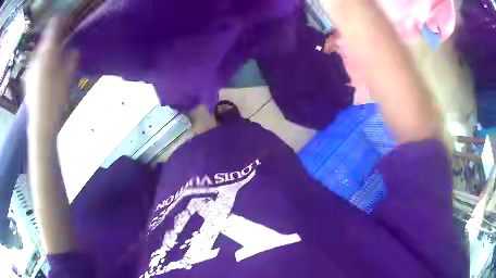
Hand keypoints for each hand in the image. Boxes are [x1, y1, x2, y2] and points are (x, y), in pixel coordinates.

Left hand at [25, 17, 77, 136]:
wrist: (41, 124)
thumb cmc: (55, 99)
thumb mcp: (68, 77)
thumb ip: (71, 59)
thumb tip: (73, 50)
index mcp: (48, 52)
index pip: (54, 26)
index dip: (61, 22)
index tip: (67, 22)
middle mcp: (38, 57)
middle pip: (46, 40)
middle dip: (53, 38)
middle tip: (62, 42)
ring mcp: (31, 69)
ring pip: (40, 53)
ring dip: (47, 52)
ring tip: (54, 58)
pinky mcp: (28, 80)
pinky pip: (36, 65)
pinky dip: (42, 64)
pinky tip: (46, 73)